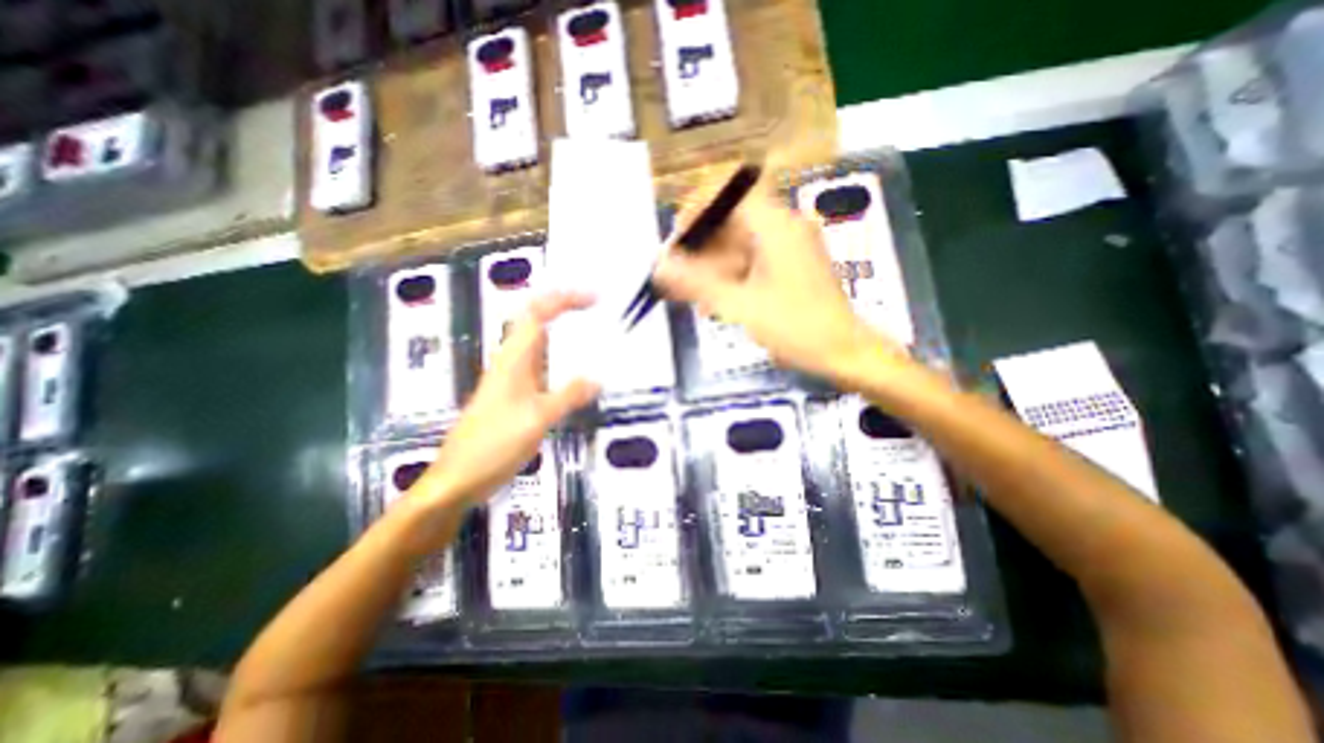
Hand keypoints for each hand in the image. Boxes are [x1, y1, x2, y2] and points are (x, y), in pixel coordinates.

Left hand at [412, 291, 600, 508]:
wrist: (458, 479)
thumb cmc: (492, 445)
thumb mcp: (537, 419)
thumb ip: (568, 396)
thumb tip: (598, 378)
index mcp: (513, 359)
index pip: (537, 313)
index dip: (564, 298)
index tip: (594, 298)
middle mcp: (512, 362)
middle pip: (537, 321)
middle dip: (566, 309)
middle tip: (599, 311)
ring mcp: (514, 380)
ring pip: (541, 345)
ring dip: (566, 335)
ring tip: (596, 336)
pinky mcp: (518, 397)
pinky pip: (544, 369)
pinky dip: (564, 363)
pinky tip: (579, 374)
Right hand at [654, 186, 904, 389]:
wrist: (843, 353)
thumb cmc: (796, 327)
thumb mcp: (740, 305)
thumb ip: (696, 283)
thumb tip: (659, 265)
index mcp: (776, 225)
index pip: (729, 194)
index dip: (697, 210)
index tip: (677, 238)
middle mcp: (784, 227)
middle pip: (731, 222)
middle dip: (701, 248)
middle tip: (678, 276)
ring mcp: (789, 248)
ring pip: (739, 246)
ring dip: (713, 267)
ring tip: (692, 296)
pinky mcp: (790, 267)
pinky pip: (751, 262)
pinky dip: (730, 278)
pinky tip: (715, 304)